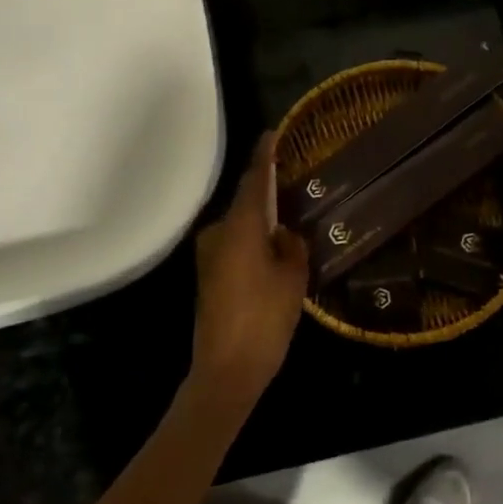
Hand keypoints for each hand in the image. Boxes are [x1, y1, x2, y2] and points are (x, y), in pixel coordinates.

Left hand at [191, 132, 310, 407]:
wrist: (226, 370)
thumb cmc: (264, 319)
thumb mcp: (293, 279)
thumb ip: (292, 246)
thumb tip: (285, 233)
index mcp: (240, 226)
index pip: (254, 179)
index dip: (264, 155)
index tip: (272, 133)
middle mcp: (218, 233)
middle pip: (245, 201)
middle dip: (266, 188)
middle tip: (293, 178)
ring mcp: (209, 255)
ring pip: (240, 224)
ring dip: (260, 217)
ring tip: (289, 213)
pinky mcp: (209, 275)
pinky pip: (235, 243)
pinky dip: (252, 238)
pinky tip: (273, 244)